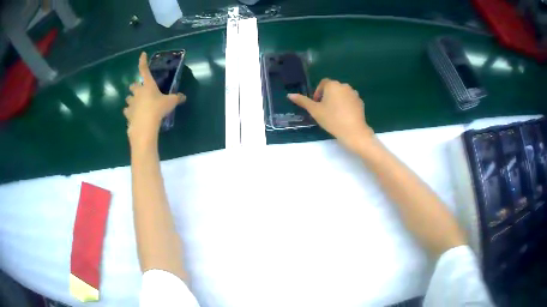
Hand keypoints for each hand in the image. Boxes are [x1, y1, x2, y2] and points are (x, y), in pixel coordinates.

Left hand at [124, 52, 184, 147]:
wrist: (144, 125)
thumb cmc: (157, 109)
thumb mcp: (170, 102)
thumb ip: (177, 98)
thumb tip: (184, 97)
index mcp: (148, 85)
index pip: (144, 70)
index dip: (142, 61)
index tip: (142, 54)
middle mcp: (138, 92)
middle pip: (133, 86)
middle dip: (135, 87)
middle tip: (139, 90)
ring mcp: (131, 103)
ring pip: (128, 98)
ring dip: (131, 99)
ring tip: (136, 103)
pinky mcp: (128, 114)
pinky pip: (127, 111)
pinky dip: (129, 112)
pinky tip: (133, 115)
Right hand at [288, 78, 372, 150]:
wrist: (353, 131)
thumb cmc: (332, 119)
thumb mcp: (315, 111)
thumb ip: (303, 101)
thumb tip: (289, 95)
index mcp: (332, 85)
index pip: (323, 83)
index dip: (318, 92)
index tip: (316, 104)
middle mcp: (344, 86)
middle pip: (333, 88)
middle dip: (327, 96)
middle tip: (324, 110)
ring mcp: (354, 94)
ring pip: (342, 94)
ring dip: (337, 100)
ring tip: (334, 114)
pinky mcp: (360, 102)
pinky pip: (350, 100)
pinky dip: (346, 105)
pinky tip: (343, 116)